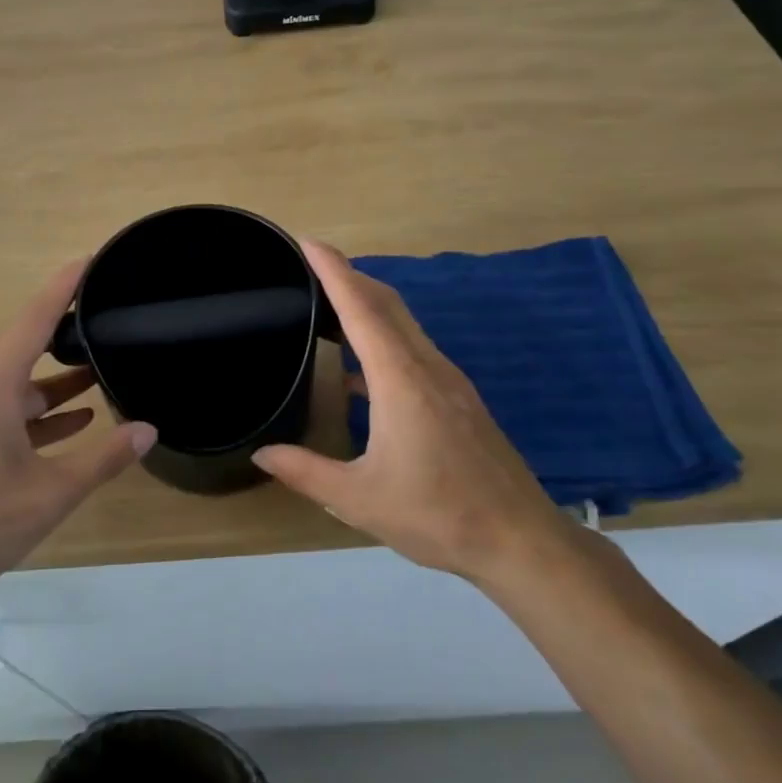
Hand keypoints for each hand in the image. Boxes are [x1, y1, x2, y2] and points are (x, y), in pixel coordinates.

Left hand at [0, 260, 155, 594]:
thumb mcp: (51, 492)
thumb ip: (102, 458)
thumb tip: (147, 430)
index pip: (36, 317)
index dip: (65, 286)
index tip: (90, 260)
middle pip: (28, 347)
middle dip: (69, 337)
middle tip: (109, 325)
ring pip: (19, 384)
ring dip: (57, 384)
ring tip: (100, 376)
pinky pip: (5, 408)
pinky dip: (37, 412)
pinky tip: (72, 422)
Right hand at [254, 240, 571, 585]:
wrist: (521, 541)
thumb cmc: (438, 515)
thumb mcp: (359, 499)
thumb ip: (305, 472)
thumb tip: (261, 453)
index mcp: (400, 380)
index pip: (361, 309)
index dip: (334, 271)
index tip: (308, 242)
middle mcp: (426, 366)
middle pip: (386, 303)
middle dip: (349, 276)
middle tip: (310, 265)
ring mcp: (447, 380)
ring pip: (404, 323)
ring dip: (367, 303)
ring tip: (329, 306)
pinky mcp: (458, 397)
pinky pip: (413, 347)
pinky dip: (383, 336)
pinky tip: (359, 369)